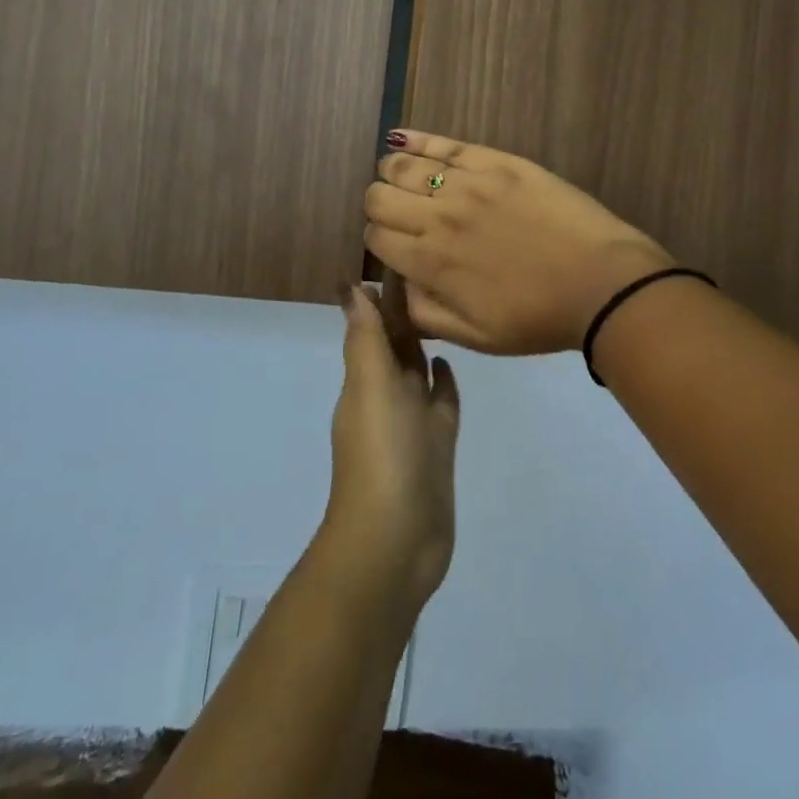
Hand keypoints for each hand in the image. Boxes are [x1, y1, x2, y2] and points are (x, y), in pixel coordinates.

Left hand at [316, 284, 459, 615]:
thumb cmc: (382, 455)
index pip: (371, 326)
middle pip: (394, 344)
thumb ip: (364, 339)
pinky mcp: (436, 446)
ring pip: (416, 371)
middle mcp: (385, 396)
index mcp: (364, 380)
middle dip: (404, 312)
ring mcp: (412, 423)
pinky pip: (439, 404)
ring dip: (422, 344)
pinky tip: (449, 363)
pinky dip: (441, 383)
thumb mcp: (370, 387)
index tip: (402, 256)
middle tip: (432, 272)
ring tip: (443, 309)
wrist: (395, 541)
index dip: (382, 295)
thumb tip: (350, 287)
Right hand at [364, 131, 674, 356]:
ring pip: (402, 165)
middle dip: (381, 207)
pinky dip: (416, 139)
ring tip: (407, 180)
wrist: (601, 283)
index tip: (397, 246)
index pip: (376, 238)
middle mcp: (438, 217)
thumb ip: (424, 313)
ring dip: (394, 173)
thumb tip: (398, 285)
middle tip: (403, 216)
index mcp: (430, 263)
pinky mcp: (496, 162)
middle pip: (378, 197)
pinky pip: (444, 144)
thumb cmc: (538, 317)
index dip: (379, 241)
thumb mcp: (474, 338)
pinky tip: (403, 139)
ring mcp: (467, 184)